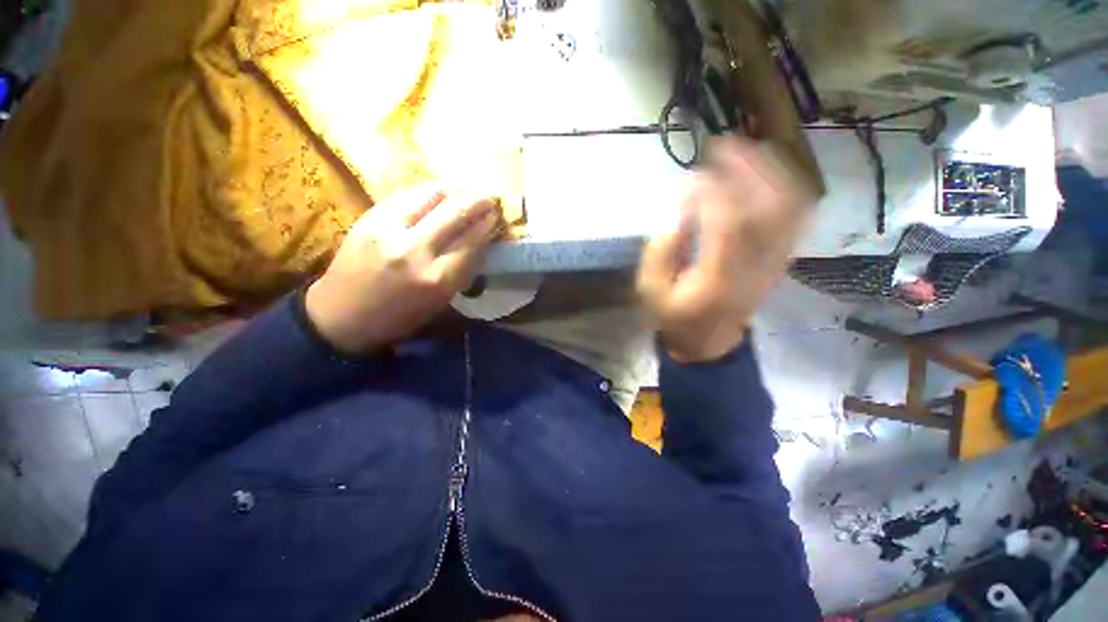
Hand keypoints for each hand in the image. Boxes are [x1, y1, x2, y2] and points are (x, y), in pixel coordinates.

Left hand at [306, 187, 500, 354]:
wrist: (342, 315)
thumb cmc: (399, 316)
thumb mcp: (440, 301)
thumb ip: (463, 269)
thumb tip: (481, 240)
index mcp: (437, 279)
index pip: (472, 241)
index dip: (488, 224)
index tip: (496, 215)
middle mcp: (415, 250)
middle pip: (455, 212)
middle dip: (478, 200)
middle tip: (489, 197)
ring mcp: (388, 229)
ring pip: (430, 195)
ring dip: (454, 188)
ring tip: (466, 189)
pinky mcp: (369, 218)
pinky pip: (407, 194)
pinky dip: (428, 190)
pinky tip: (439, 191)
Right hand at [637, 138, 811, 362]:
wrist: (708, 342)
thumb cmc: (673, 316)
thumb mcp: (651, 289)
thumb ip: (661, 248)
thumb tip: (681, 206)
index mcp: (717, 278)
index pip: (727, 222)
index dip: (713, 190)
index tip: (693, 173)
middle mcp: (755, 265)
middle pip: (770, 206)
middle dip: (749, 167)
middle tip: (724, 145)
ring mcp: (774, 261)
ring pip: (790, 206)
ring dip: (772, 171)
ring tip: (746, 150)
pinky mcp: (781, 259)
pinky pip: (796, 216)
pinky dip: (786, 186)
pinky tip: (766, 172)